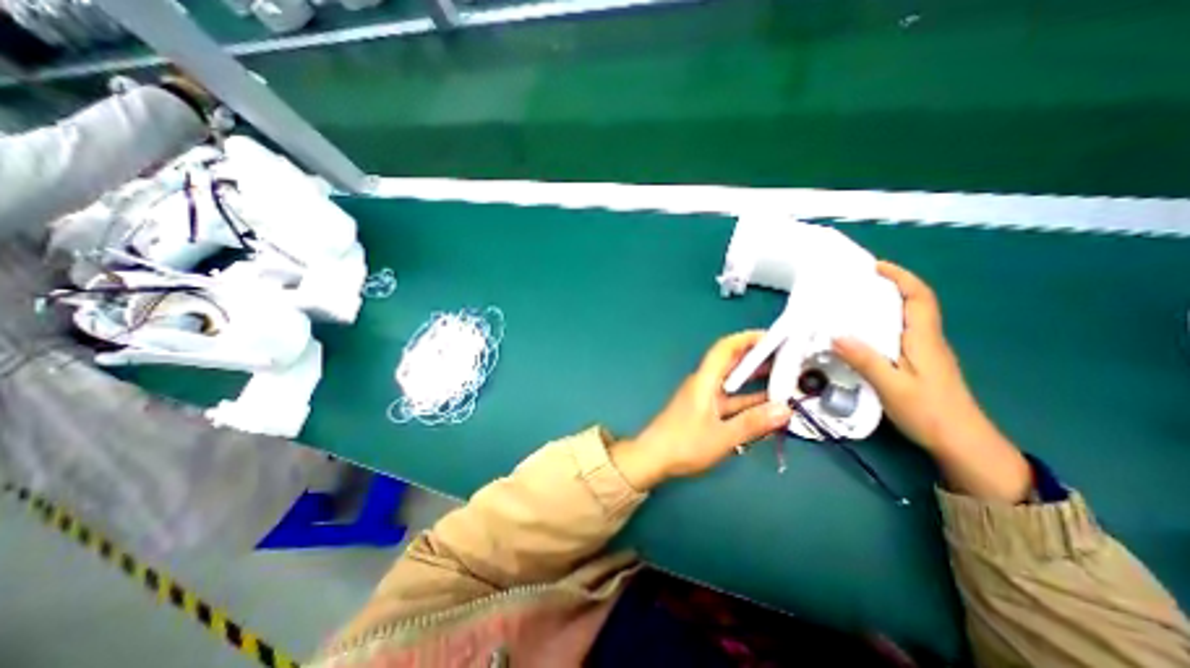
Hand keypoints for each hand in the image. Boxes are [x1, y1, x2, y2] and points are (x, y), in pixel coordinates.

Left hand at [608, 332, 793, 491]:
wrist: (654, 457)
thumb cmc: (684, 443)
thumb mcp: (722, 436)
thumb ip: (753, 423)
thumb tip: (786, 409)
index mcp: (705, 380)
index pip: (725, 348)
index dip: (747, 338)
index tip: (773, 338)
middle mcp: (704, 383)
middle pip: (731, 362)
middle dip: (757, 357)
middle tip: (787, 358)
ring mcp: (704, 397)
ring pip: (732, 382)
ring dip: (755, 379)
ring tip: (784, 378)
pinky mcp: (705, 410)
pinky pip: (730, 398)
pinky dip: (748, 399)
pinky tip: (767, 405)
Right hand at [830, 260, 1032, 500]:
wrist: (962, 443)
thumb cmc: (929, 412)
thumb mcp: (892, 386)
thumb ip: (865, 360)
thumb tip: (835, 334)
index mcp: (924, 339)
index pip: (919, 297)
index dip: (901, 277)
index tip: (875, 267)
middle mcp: (927, 340)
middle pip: (912, 303)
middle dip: (888, 287)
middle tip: (854, 284)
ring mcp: (924, 352)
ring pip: (905, 319)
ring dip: (883, 306)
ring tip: (850, 305)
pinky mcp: (918, 364)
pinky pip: (898, 334)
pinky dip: (880, 325)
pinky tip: (860, 335)